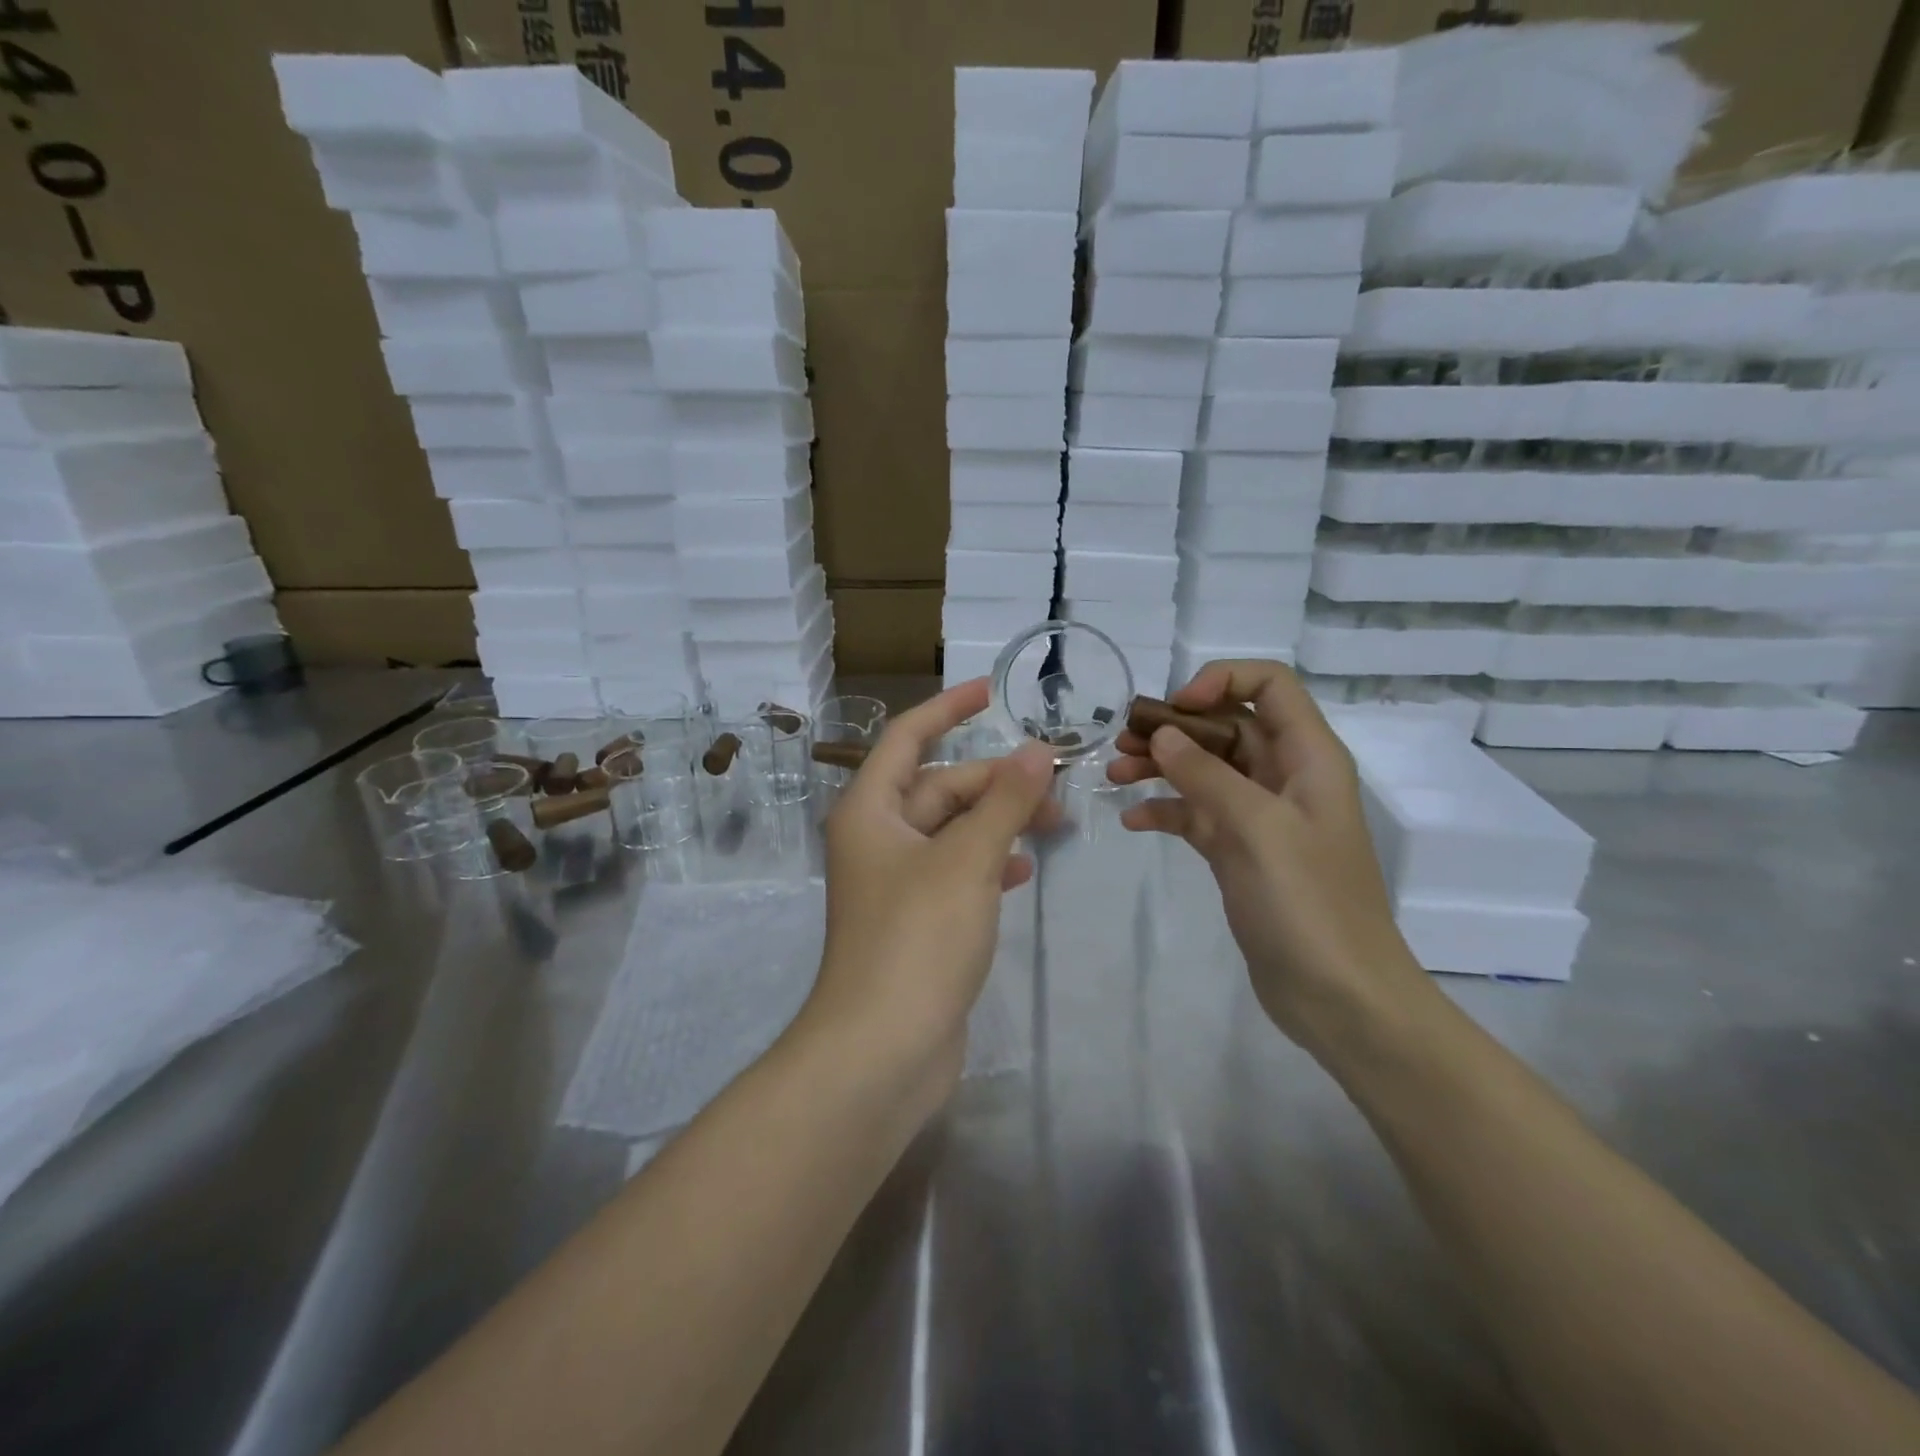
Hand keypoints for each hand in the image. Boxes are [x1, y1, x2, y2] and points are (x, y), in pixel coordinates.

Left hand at [807, 679, 1055, 1100]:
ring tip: (1053, 824)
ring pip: (952, 832)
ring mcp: (895, 883)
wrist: (881, 1050)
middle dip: (994, 781)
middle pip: (939, 788)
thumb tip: (1038, 750)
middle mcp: (877, 839)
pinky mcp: (916, 922)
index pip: (908, 737)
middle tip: (1055, 782)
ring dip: (998, 822)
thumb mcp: (967, 860)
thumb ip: (1005, 802)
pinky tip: (1022, 871)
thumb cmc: (917, 939)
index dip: (947, 708)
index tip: (990, 691)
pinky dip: (988, 864)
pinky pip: (956, 873)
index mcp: (870, 810)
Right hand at [1108, 660, 1430, 1047]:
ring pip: (1206, 770)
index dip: (1221, 681)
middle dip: (1174, 728)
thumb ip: (1207, 775)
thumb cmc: (1308, 904)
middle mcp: (1286, 777)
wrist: (1340, 997)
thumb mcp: (1257, 829)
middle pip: (1227, 726)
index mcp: (1308, 757)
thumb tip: (1161, 736)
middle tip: (1122, 744)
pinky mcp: (1240, 852)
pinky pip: (1197, 814)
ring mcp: (1261, 817)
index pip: (1270, 685)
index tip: (1174, 711)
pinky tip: (1134, 822)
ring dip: (1161, 767)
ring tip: (1113, 777)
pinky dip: (1166, 811)